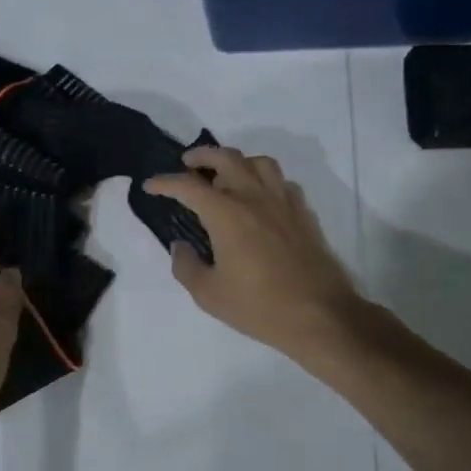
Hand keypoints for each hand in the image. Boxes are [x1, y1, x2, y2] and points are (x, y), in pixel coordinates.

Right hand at [144, 146, 368, 363]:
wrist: (320, 315)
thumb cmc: (259, 307)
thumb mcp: (209, 295)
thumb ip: (186, 266)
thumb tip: (180, 246)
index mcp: (227, 214)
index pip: (188, 186)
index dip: (165, 182)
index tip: (151, 186)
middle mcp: (255, 197)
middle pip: (227, 158)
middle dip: (202, 155)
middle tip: (188, 164)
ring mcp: (284, 202)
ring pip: (259, 162)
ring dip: (237, 161)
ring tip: (226, 176)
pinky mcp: (304, 214)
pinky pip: (282, 182)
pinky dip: (265, 181)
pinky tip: (260, 198)